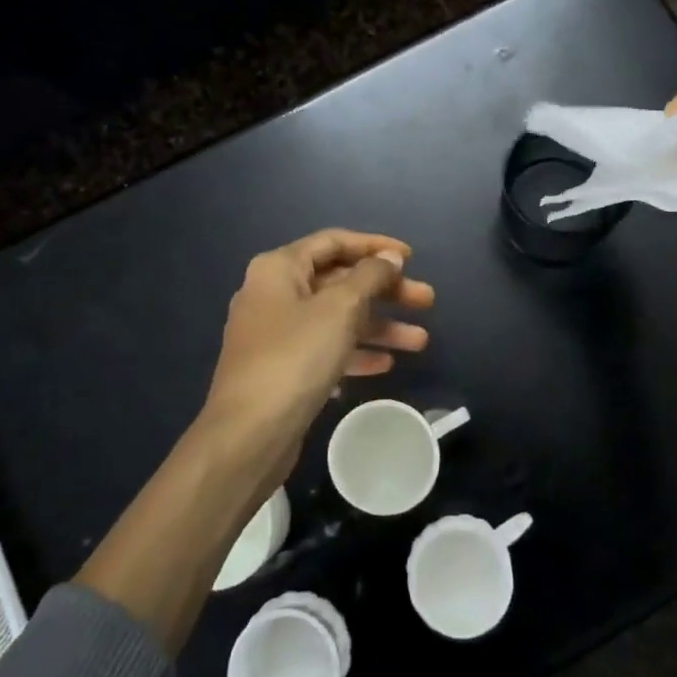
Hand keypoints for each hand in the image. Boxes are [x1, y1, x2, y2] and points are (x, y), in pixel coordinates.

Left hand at [196, 230, 434, 490]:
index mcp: (279, 268)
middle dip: (385, 292)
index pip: (334, 242)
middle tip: (427, 302)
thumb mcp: (339, 309)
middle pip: (339, 282)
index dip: (375, 246)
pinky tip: (385, 365)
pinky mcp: (282, 369)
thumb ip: (370, 277)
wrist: (249, 434)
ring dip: (379, 327)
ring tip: (421, 342)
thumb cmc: (295, 357)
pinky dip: (355, 352)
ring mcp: (276, 334)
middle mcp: (274, 294)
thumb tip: (390, 257)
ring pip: (337, 319)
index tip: (412, 258)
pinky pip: (326, 349)